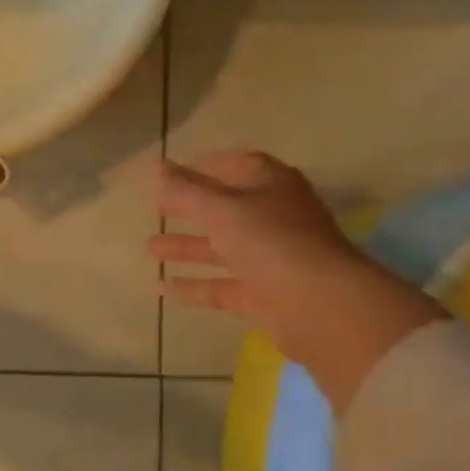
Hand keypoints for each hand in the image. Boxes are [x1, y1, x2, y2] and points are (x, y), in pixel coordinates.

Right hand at [147, 152, 446, 410]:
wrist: (320, 304)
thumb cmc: (270, 241)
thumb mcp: (220, 209)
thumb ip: (184, 190)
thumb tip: (154, 166)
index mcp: (272, 187)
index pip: (238, 166)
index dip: (205, 166)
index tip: (170, 174)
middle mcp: (274, 219)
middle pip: (227, 208)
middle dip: (191, 207)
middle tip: (156, 208)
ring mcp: (271, 258)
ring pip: (223, 248)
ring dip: (187, 246)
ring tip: (149, 247)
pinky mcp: (265, 294)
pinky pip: (222, 286)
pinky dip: (194, 286)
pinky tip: (161, 289)